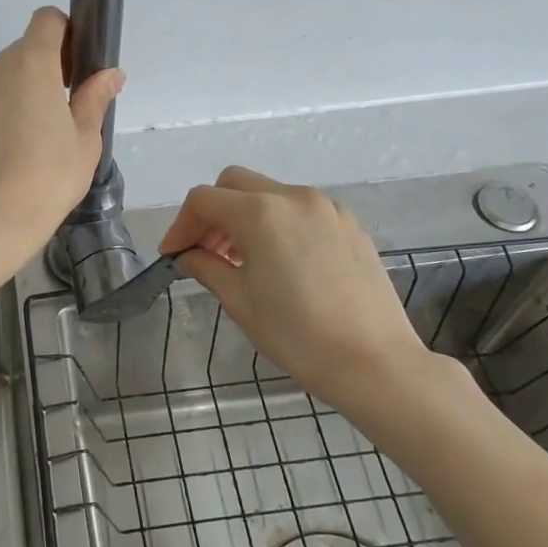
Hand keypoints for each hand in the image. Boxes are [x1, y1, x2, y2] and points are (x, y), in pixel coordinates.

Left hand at [0, 7, 123, 282]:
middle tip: (57, 117)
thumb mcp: (85, 142)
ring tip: (27, 142)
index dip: (64, 35)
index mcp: (29, 65)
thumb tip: (110, 73)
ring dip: (14, 96)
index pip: (46, 20)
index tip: (73, 68)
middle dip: (41, 73)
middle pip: (21, 52)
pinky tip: (2, 156)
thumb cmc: (47, 180)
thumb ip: (94, 98)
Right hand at [158, 166, 435, 406]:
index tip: (174, 256)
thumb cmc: (297, 335)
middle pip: (235, 184)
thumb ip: (207, 267)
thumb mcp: (240, 301)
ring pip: (270, 194)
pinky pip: (301, 211)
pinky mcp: (350, 225)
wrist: (374, 362)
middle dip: (212, 212)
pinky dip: (278, 225)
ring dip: (245, 217)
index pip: (204, 200)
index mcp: (261, 214)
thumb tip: (189, 256)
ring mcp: (327, 209)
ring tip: (240, 260)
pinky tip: (281, 264)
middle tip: (205, 252)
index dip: (181, 225)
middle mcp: (294, 198)